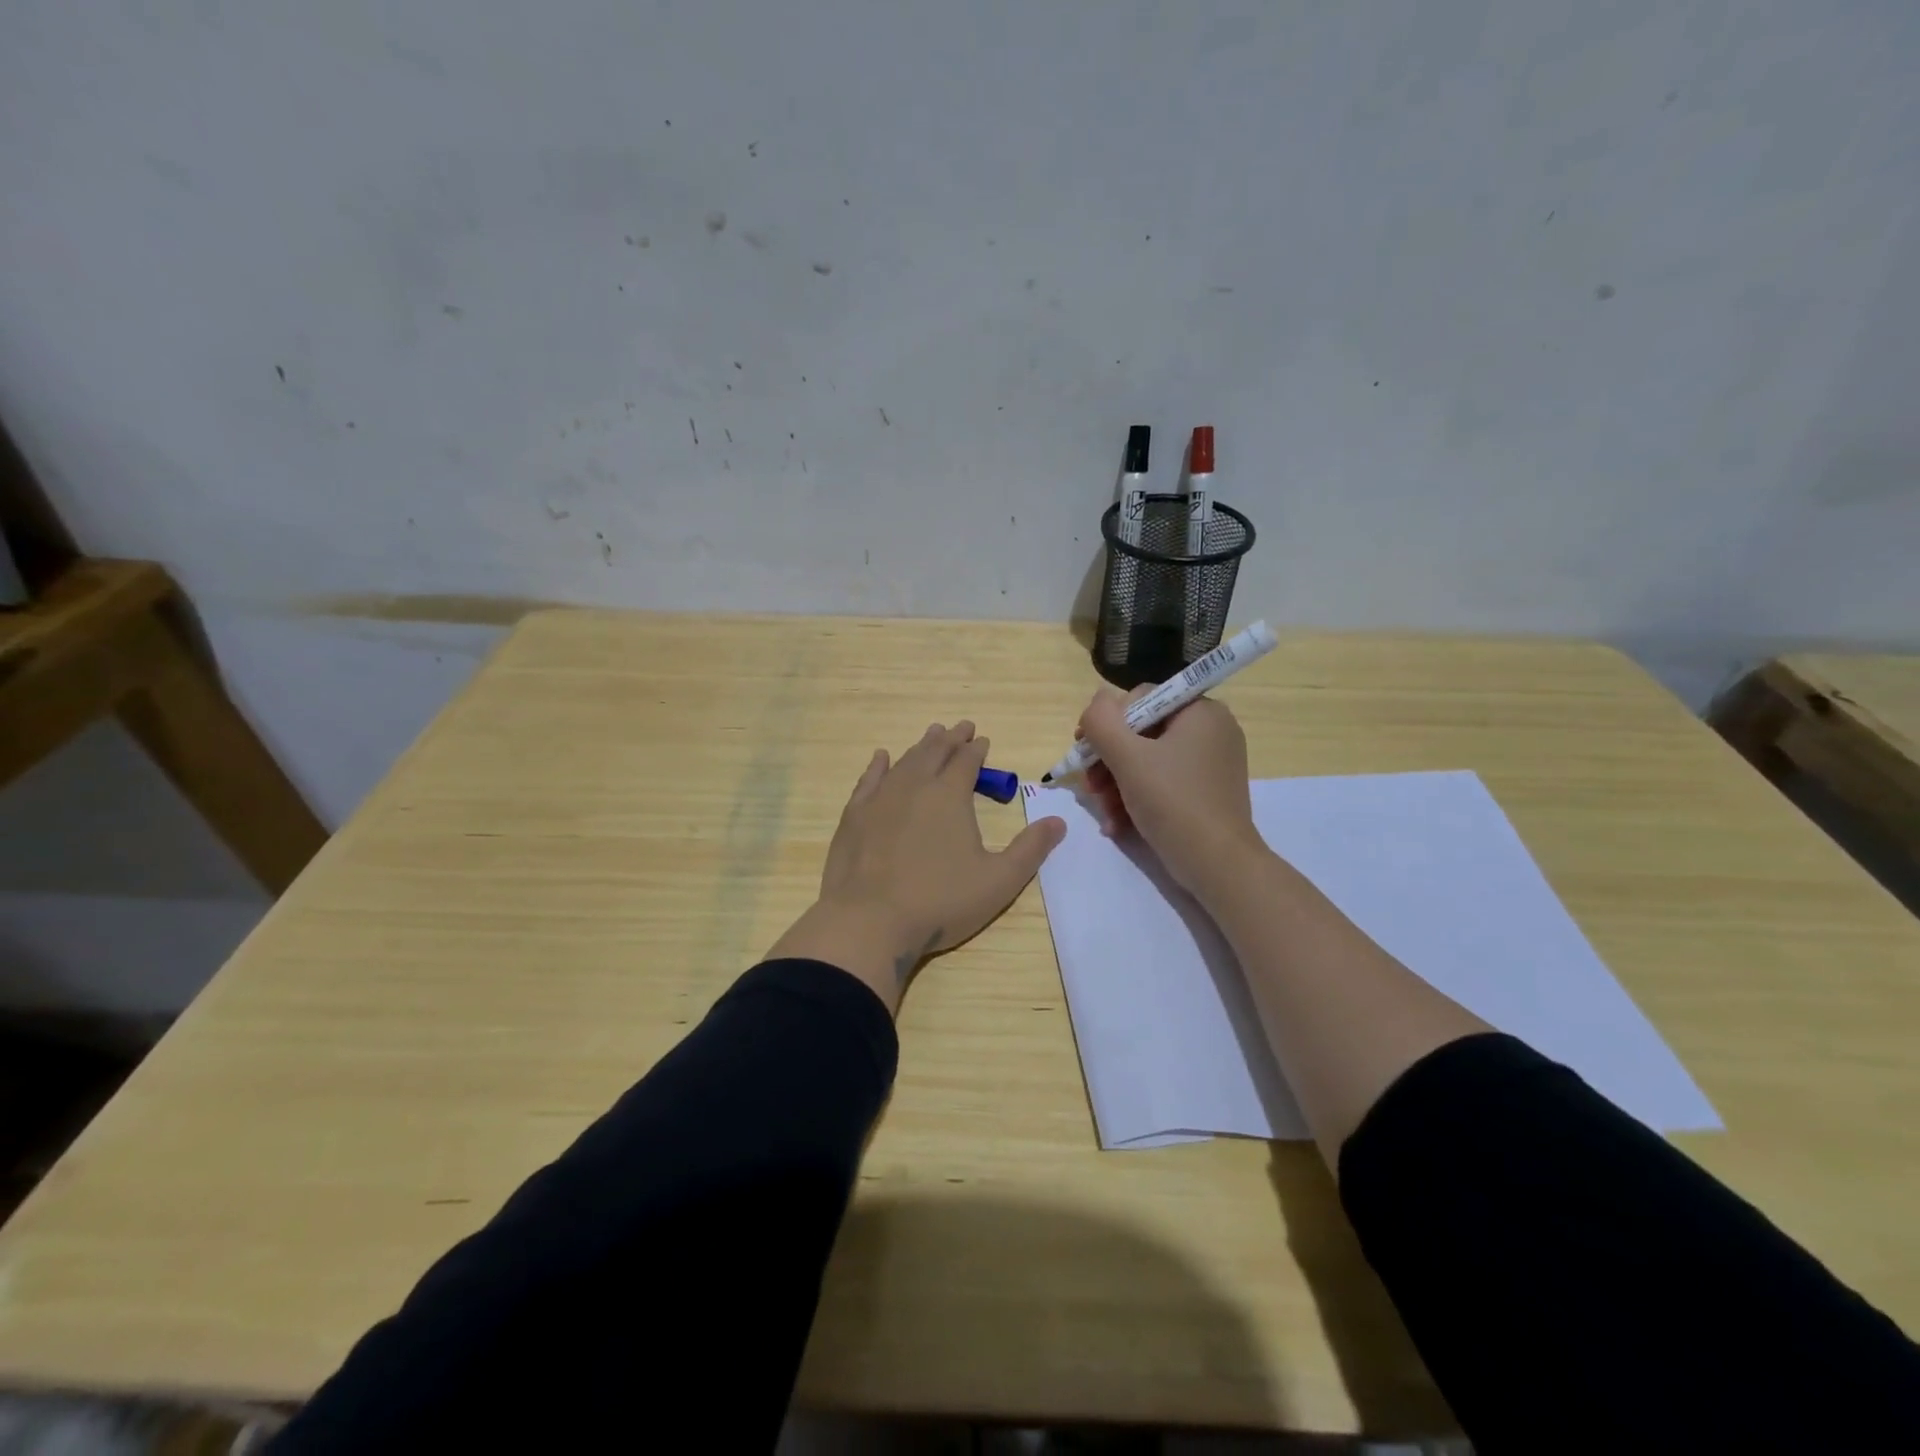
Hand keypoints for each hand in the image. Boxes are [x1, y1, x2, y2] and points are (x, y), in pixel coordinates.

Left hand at [767, 721, 1065, 1013]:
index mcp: (950, 795)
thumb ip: (1030, 849)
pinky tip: (882, 758)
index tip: (982, 740)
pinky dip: (878, 766)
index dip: (977, 749)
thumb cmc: (940, 902)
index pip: (967, 761)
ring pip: (904, 761)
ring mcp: (880, 799)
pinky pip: (869, 780)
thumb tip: (1058, 821)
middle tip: (961, 727)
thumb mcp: (999, 881)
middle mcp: (914, 786)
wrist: (869, 921)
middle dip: (951, 738)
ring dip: (920, 746)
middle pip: (935, 752)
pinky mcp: (854, 816)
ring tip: (931, 735)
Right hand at [1078, 688, 1263, 897]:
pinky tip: (1117, 823)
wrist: (1218, 865)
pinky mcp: (1205, 791)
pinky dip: (1137, 798)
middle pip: (1141, 732)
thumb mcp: (1128, 757)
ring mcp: (1210, 762)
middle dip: (1109, 761)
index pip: (1141, 698)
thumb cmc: (1173, 802)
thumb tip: (1097, 702)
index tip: (1084, 750)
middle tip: (1090, 787)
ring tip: (1104, 811)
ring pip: (1147, 760)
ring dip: (1116, 784)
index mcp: (1200, 711)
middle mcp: (1210, 730)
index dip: (1107, 723)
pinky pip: (1162, 782)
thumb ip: (1102, 721)